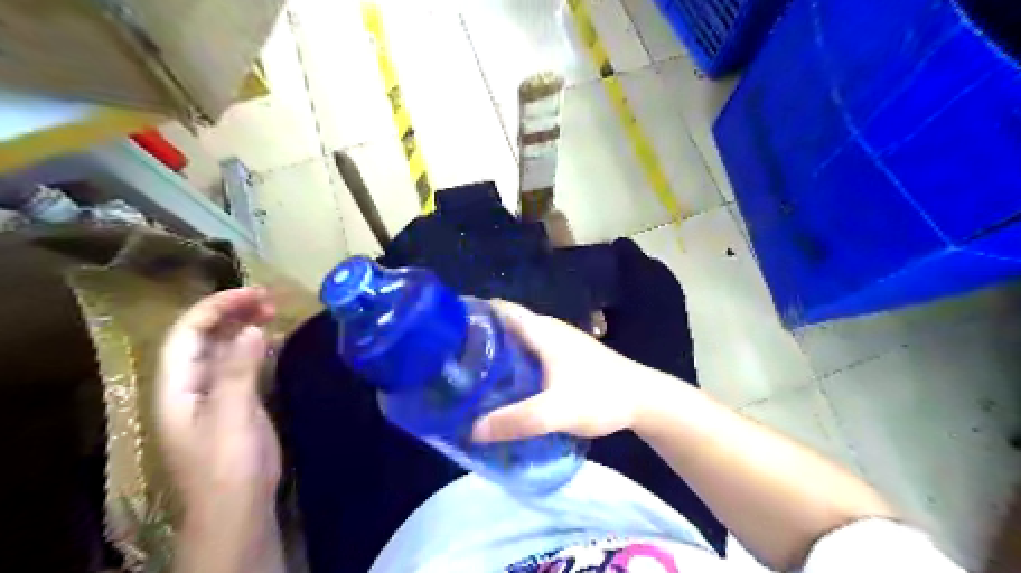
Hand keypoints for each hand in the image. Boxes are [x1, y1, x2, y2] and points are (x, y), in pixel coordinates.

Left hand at [157, 290, 278, 523]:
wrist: (239, 504)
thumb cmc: (228, 463)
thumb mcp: (232, 415)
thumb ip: (238, 371)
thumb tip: (252, 328)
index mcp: (177, 387)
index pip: (187, 334)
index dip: (216, 307)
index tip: (254, 293)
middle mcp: (191, 385)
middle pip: (204, 337)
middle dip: (232, 313)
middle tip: (269, 300)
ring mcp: (214, 394)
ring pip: (224, 349)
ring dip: (245, 327)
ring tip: (274, 312)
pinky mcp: (237, 403)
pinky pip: (242, 365)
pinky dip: (256, 348)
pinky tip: (274, 341)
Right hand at [469, 299, 654, 443]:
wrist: (644, 399)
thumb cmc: (601, 395)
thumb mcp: (556, 411)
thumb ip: (516, 420)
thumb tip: (472, 429)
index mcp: (542, 330)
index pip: (500, 309)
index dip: (473, 312)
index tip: (445, 326)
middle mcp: (548, 329)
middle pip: (506, 324)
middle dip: (479, 334)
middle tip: (451, 355)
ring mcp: (560, 342)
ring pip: (519, 339)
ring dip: (497, 348)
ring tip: (470, 370)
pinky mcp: (567, 357)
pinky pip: (531, 351)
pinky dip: (513, 360)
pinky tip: (506, 382)